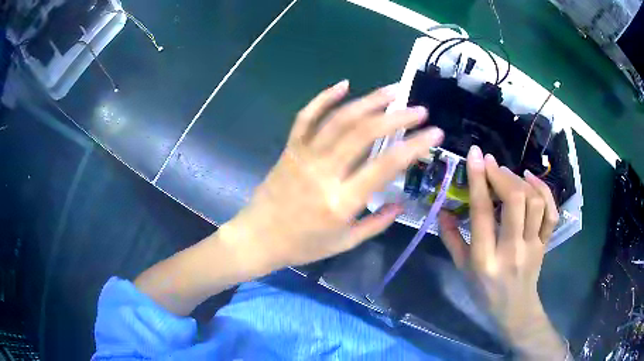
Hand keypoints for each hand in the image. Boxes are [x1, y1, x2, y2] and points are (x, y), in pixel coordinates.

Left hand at [225, 80, 443, 267]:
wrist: (258, 238)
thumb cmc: (302, 246)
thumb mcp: (345, 243)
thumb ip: (377, 223)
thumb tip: (401, 201)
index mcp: (342, 201)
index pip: (386, 165)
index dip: (415, 145)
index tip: (434, 132)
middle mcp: (324, 172)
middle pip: (364, 133)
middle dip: (396, 116)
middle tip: (418, 108)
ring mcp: (304, 156)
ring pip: (339, 119)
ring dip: (369, 101)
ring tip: (392, 90)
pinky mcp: (290, 148)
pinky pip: (306, 117)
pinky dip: (324, 98)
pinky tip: (344, 84)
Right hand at [439, 145, 567, 359]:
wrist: (514, 310)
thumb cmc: (484, 293)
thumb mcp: (462, 270)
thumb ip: (451, 239)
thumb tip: (442, 210)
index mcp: (484, 259)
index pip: (482, 213)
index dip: (478, 179)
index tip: (475, 154)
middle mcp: (511, 250)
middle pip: (515, 202)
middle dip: (502, 175)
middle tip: (490, 164)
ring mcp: (532, 247)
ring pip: (535, 203)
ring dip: (521, 181)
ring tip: (508, 174)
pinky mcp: (545, 244)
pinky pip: (551, 213)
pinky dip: (544, 191)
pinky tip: (531, 180)